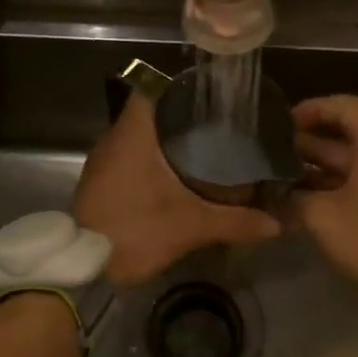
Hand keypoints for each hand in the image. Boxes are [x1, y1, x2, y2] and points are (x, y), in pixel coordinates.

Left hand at [74, 94, 279, 288]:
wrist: (83, 270)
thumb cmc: (135, 232)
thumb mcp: (191, 227)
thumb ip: (234, 222)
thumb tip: (274, 223)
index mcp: (132, 136)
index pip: (150, 89)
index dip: (177, 86)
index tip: (206, 94)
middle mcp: (113, 141)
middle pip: (147, 113)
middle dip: (179, 115)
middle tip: (216, 122)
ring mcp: (102, 162)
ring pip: (136, 137)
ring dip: (163, 139)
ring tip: (201, 144)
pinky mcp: (98, 182)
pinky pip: (128, 157)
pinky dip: (149, 159)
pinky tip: (174, 174)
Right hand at [291, 94, 357, 288]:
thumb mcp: (323, 215)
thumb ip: (294, 197)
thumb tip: (273, 192)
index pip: (344, 106)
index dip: (312, 109)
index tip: (284, 123)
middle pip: (345, 135)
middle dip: (307, 143)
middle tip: (272, 153)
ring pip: (350, 162)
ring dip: (316, 168)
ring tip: (280, 177)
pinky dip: (333, 186)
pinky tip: (304, 200)